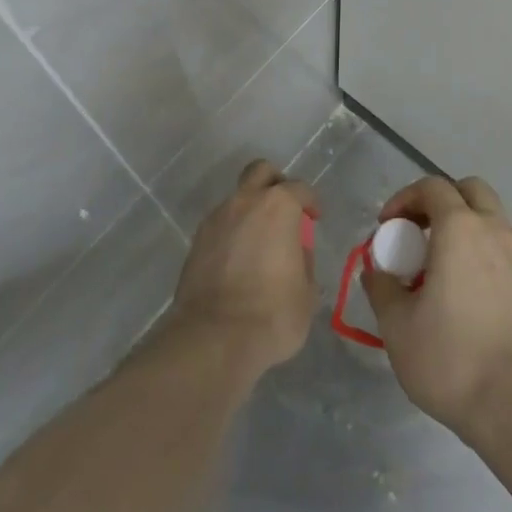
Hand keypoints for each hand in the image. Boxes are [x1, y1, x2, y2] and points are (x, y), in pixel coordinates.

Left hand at [171, 159, 318, 379]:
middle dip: (275, 183)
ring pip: (237, 199)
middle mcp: (245, 202)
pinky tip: (238, 260)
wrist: (214, 339)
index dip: (311, 202)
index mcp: (278, 206)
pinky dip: (232, 233)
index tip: (315, 218)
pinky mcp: (196, 242)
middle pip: (260, 172)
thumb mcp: (306, 292)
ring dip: (250, 211)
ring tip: (259, 243)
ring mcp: (216, 219)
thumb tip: (295, 254)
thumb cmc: (272, 313)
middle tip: (284, 210)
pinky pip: (220, 225)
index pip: (300, 189)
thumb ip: (303, 262)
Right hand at [361, 176, 511, 446]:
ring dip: (464, 229)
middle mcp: (495, 232)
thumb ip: (382, 288)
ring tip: (440, 269)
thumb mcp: (398, 327)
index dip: (404, 198)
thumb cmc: (452, 359)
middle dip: (441, 201)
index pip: (432, 187)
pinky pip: (505, 253)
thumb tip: (376, 271)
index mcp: (460, 229)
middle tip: (418, 233)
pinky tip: (468, 297)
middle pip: (471, 190)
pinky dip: (483, 257)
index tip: (386, 227)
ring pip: (492, 221)